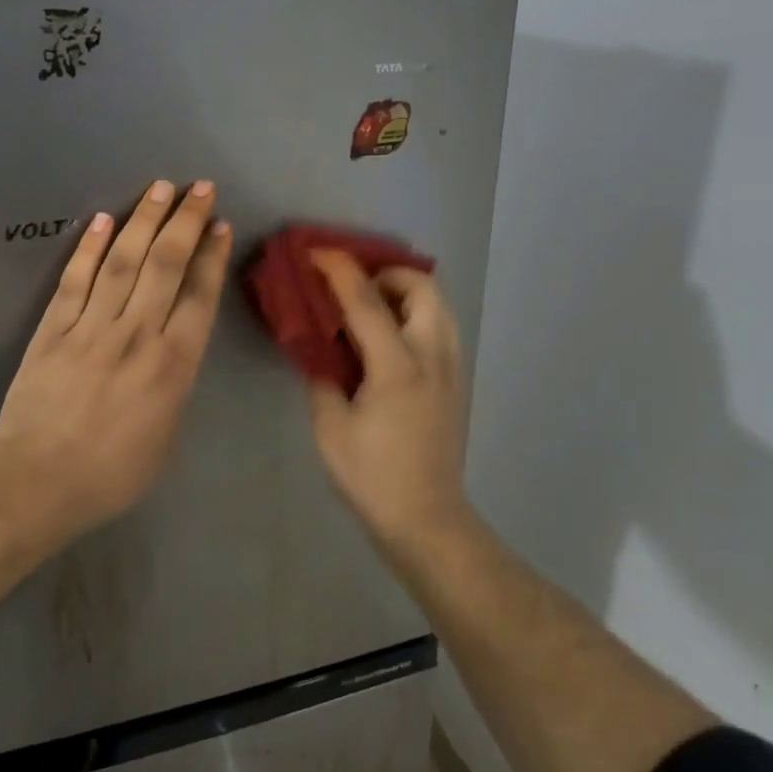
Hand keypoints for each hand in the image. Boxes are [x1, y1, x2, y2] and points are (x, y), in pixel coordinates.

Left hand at [0, 179, 232, 530]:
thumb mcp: (167, 436)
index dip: (211, 255)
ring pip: (123, 260)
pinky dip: (88, 247)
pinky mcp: (53, 328)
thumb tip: (174, 350)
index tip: (218, 224)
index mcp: (173, 365)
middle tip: (199, 187)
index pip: (199, 295)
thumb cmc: (112, 473)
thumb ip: (175, 384)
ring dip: (144, 220)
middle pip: (166, 264)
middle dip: (185, 221)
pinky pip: (75, 279)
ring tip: (160, 188)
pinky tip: (101, 219)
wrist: (38, 482)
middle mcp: (138, 334)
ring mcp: (92, 327)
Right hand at [305, 252, 472, 546]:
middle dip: (386, 272)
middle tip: (353, 287)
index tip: (317, 252)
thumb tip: (319, 349)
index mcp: (397, 367)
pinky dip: (416, 312)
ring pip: (438, 303)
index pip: (367, 301)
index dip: (339, 270)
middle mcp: (432, 356)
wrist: (426, 519)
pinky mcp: (455, 380)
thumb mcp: (330, 428)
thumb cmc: (372, 476)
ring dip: (405, 291)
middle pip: (422, 286)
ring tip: (371, 307)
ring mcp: (450, 367)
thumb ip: (322, 378)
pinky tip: (390, 336)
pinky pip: (441, 325)